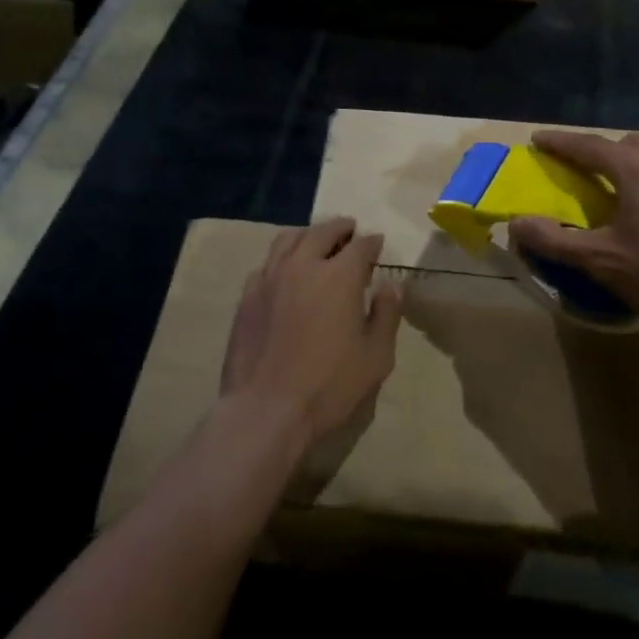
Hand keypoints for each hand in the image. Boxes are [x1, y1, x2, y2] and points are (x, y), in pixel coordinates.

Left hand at [221, 218, 402, 448]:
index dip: (371, 242)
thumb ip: (386, 314)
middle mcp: (303, 265)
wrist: (265, 410)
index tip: (377, 243)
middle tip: (349, 229)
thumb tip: (390, 285)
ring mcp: (270, 278)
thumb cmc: (329, 385)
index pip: (360, 246)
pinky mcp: (247, 296)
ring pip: (289, 239)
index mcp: (339, 276)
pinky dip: (282, 258)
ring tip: (316, 240)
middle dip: (340, 228)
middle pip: (322, 232)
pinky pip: (267, 263)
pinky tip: (285, 270)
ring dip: (308, 235)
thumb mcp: (376, 356)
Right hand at [509, 130, 638, 337]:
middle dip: (597, 152)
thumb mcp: (601, 260)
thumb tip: (516, 224)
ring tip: (612, 194)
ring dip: (626, 168)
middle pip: (624, 145)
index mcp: (634, 167)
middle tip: (578, 171)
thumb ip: (554, 240)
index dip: (558, 142)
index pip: (586, 145)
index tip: (536, 139)